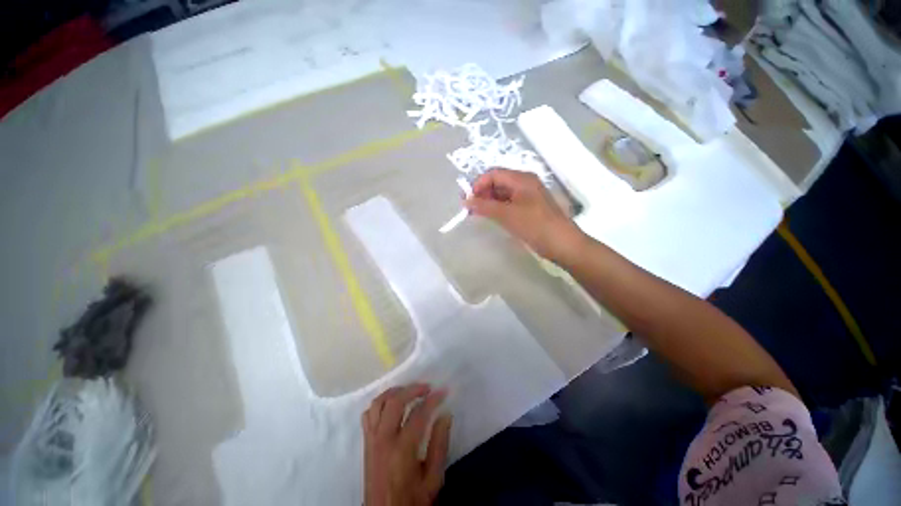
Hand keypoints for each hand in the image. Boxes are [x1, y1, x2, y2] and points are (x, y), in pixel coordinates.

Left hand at [362, 384, 452, 505]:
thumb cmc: (412, 500)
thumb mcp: (433, 480)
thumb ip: (439, 446)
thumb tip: (445, 415)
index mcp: (402, 451)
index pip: (418, 414)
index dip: (432, 400)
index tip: (443, 391)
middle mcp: (383, 441)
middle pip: (394, 402)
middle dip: (412, 389)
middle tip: (427, 387)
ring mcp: (371, 440)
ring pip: (378, 404)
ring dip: (394, 391)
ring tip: (409, 390)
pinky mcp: (366, 443)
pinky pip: (368, 414)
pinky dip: (380, 403)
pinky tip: (391, 404)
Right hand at [465, 168, 585, 262]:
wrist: (563, 244)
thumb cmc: (535, 226)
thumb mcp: (507, 215)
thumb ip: (485, 206)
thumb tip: (465, 201)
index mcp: (521, 179)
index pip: (493, 174)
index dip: (478, 184)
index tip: (467, 200)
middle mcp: (524, 183)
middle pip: (497, 182)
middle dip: (482, 193)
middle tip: (470, 209)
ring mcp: (527, 196)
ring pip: (502, 193)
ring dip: (489, 202)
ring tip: (478, 214)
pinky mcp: (529, 208)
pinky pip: (509, 203)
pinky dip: (498, 208)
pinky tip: (491, 217)